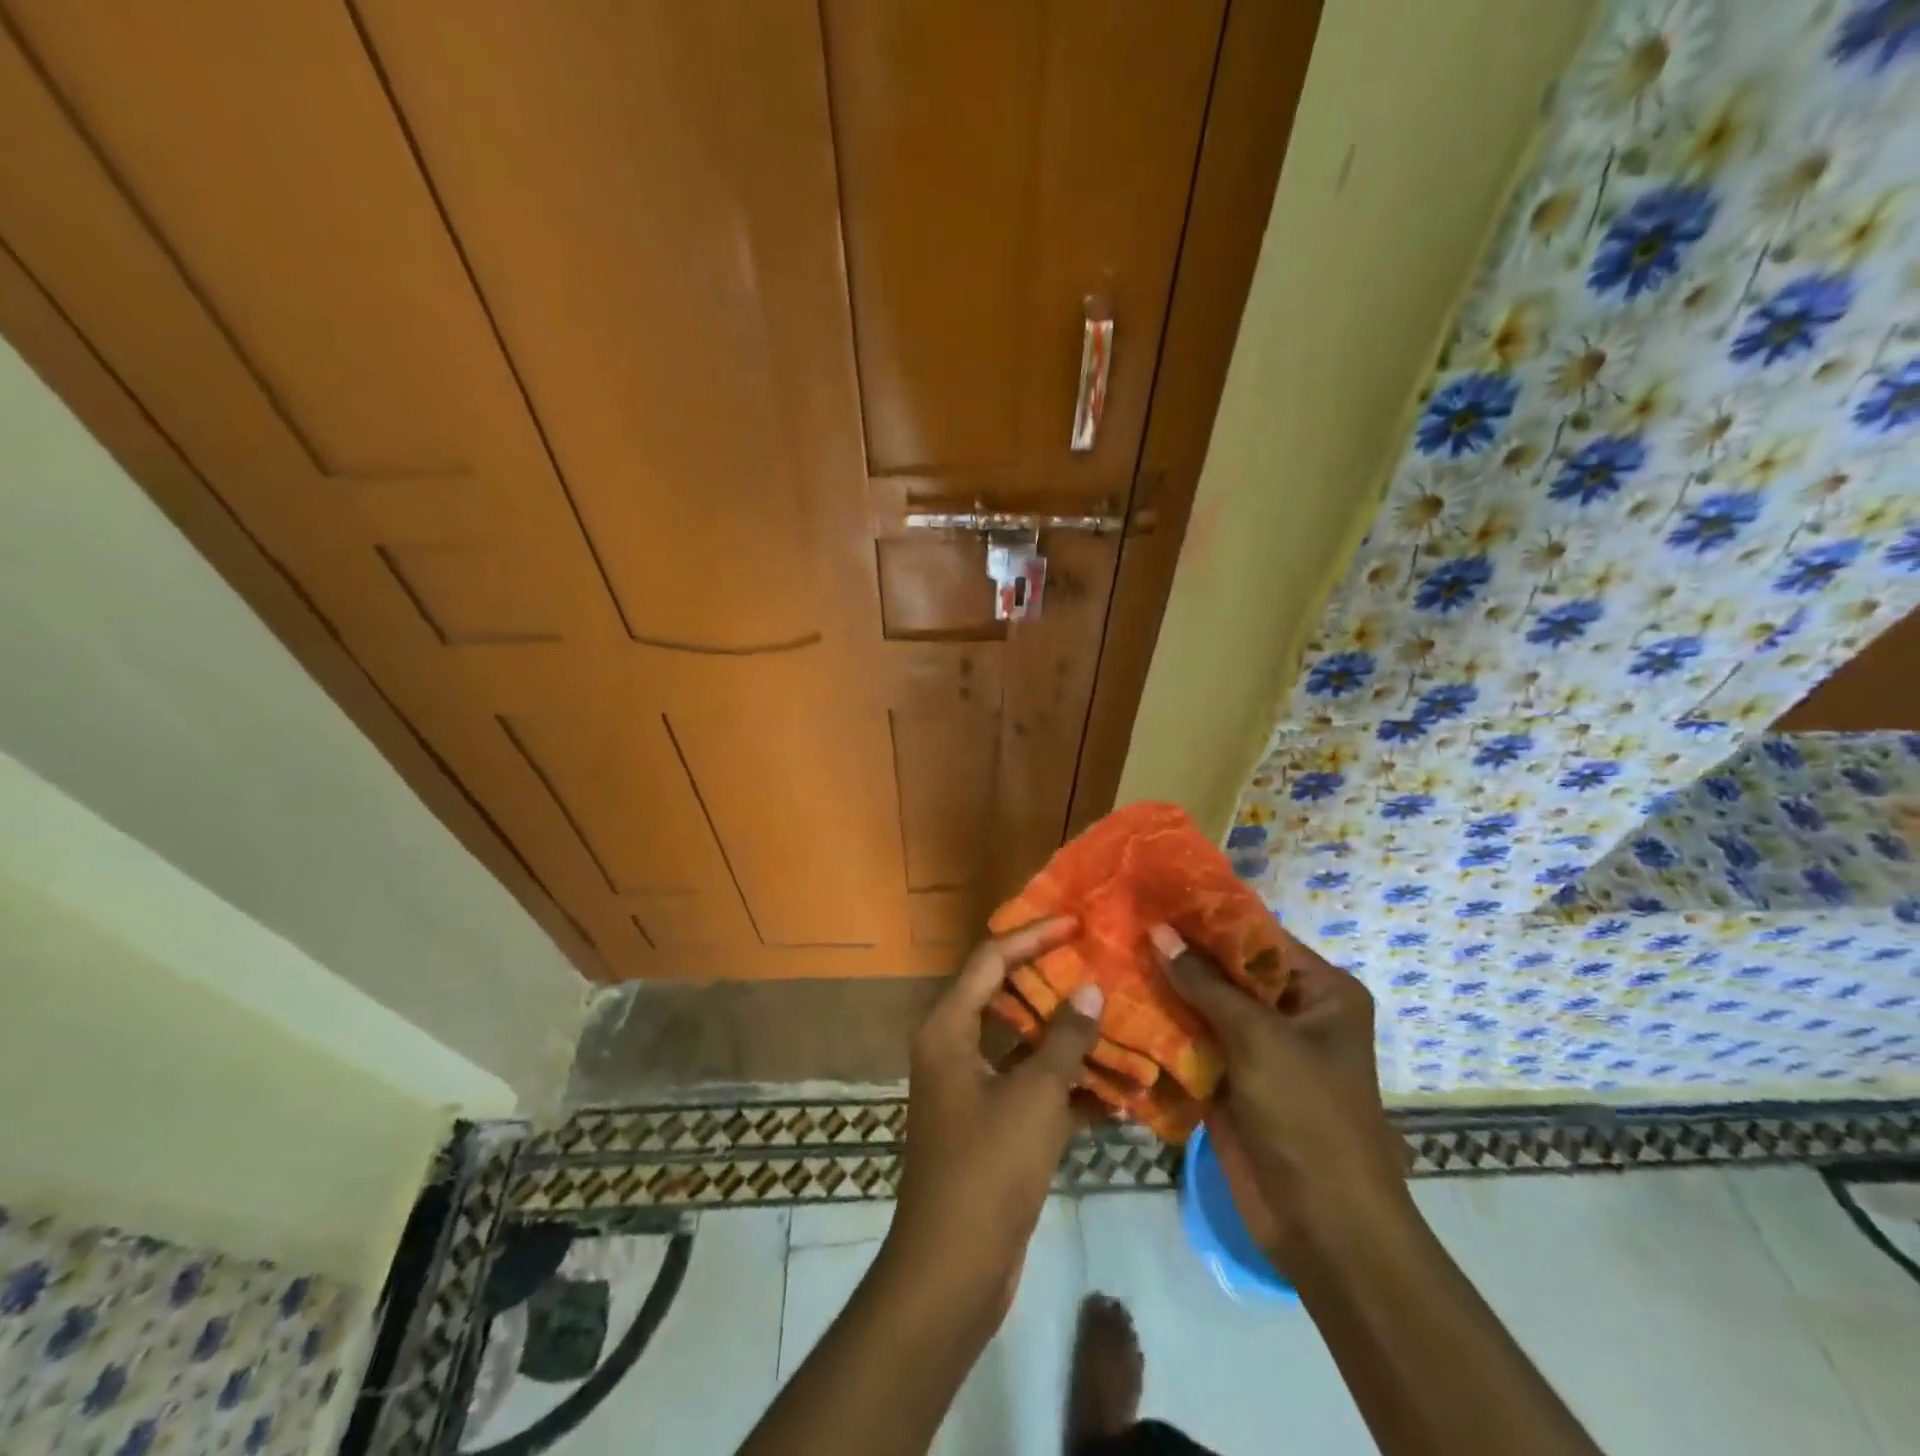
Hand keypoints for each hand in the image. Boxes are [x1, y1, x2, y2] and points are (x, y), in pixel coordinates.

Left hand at [883, 918, 1102, 1325]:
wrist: (953, 1268)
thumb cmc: (987, 1167)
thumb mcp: (1034, 1096)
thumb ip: (1065, 1039)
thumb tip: (1091, 988)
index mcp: (949, 1027)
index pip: (992, 958)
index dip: (1033, 935)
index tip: (1077, 922)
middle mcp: (954, 1046)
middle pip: (1007, 994)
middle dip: (1053, 980)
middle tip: (1100, 961)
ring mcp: (971, 1086)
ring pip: (1024, 1043)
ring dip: (1066, 1035)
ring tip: (1116, 1014)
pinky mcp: (991, 1123)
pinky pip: (1031, 1086)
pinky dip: (1067, 1084)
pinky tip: (1117, 1088)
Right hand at [1151, 924, 1409, 1270]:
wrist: (1324, 1228)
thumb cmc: (1309, 1118)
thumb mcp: (1260, 1039)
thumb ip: (1205, 983)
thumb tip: (1159, 930)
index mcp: (1320, 991)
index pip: (1256, 936)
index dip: (1207, 914)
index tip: (1155, 891)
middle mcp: (1290, 1011)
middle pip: (1227, 968)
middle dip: (1180, 950)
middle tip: (1123, 917)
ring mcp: (1257, 1047)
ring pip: (1205, 1003)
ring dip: (1165, 985)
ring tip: (1111, 949)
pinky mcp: (1229, 1078)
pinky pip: (1192, 1039)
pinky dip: (1162, 1024)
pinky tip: (1118, 999)